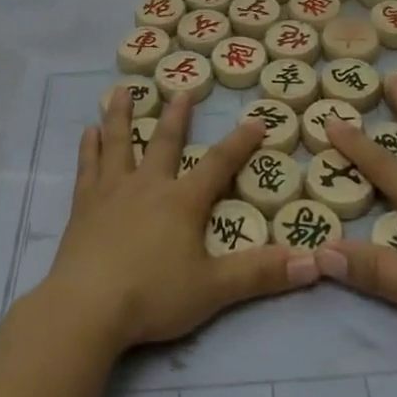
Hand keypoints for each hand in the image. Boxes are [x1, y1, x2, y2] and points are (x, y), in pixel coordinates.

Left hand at [39, 92, 320, 352]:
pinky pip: (88, 168)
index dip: (240, 143)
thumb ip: (260, 274)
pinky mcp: (84, 206)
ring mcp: (112, 192)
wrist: (88, 306)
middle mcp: (148, 185)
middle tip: (180, 90)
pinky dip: (89, 148)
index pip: (218, 164)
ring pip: (119, 143)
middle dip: (176, 116)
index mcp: (182, 201)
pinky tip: (88, 132)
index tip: (256, 121)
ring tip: (122, 90)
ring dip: (122, 115)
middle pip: (164, 142)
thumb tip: (313, 262)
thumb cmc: (153, 295)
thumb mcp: (214, 289)